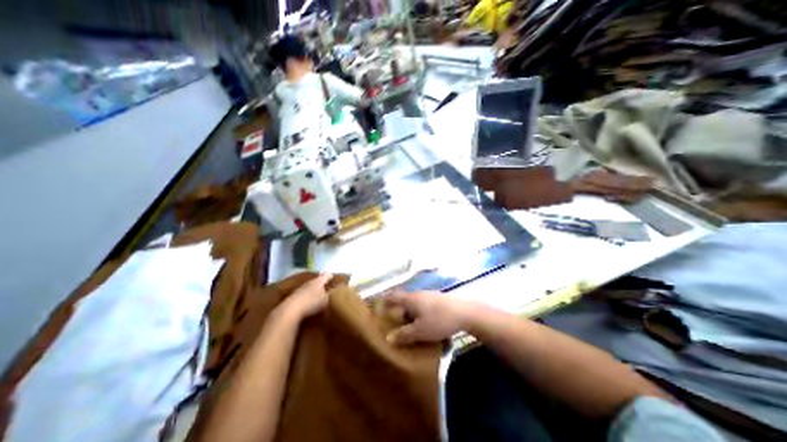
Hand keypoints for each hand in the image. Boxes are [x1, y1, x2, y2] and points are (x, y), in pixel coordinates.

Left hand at [281, 272, 332, 320]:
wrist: (291, 309)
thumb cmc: (312, 302)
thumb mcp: (325, 300)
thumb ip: (328, 295)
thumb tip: (329, 292)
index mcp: (319, 281)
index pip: (326, 276)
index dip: (330, 276)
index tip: (332, 277)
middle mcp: (310, 282)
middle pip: (317, 280)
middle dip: (321, 283)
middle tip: (326, 286)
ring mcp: (301, 288)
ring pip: (309, 286)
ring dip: (313, 290)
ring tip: (317, 295)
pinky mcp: (294, 295)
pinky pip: (303, 293)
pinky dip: (307, 296)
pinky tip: (308, 301)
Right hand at [383, 291, 468, 346]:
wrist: (464, 312)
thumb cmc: (439, 320)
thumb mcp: (419, 331)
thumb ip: (403, 334)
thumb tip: (388, 338)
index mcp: (411, 299)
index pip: (393, 296)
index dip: (384, 300)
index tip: (377, 307)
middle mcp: (418, 294)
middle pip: (403, 300)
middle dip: (396, 309)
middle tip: (392, 322)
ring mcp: (428, 295)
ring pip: (413, 303)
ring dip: (408, 312)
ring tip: (407, 325)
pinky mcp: (437, 300)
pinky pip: (422, 305)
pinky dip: (418, 312)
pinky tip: (423, 323)